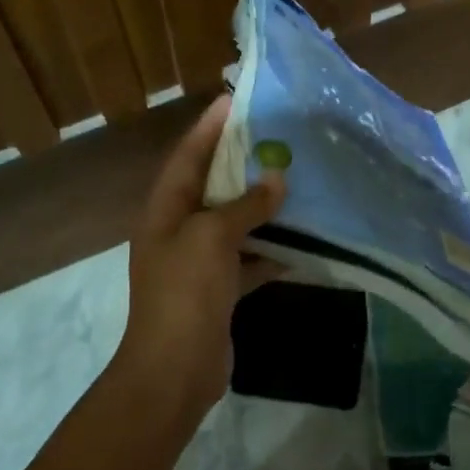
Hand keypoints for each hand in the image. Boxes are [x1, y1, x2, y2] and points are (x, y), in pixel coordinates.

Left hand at [113, 95, 285, 431]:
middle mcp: (179, 230)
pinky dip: (272, 251)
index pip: (187, 156)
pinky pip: (249, 259)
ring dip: (262, 207)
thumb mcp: (212, 238)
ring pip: (234, 223)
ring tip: (297, 183)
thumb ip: (245, 206)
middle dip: (242, 163)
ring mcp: (199, 262)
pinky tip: (303, 243)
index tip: (237, 100)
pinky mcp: (219, 289)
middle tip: (278, 138)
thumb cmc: (185, 294)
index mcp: (165, 210)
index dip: (210, 127)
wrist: (175, 369)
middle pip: (212, 186)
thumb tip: (276, 179)